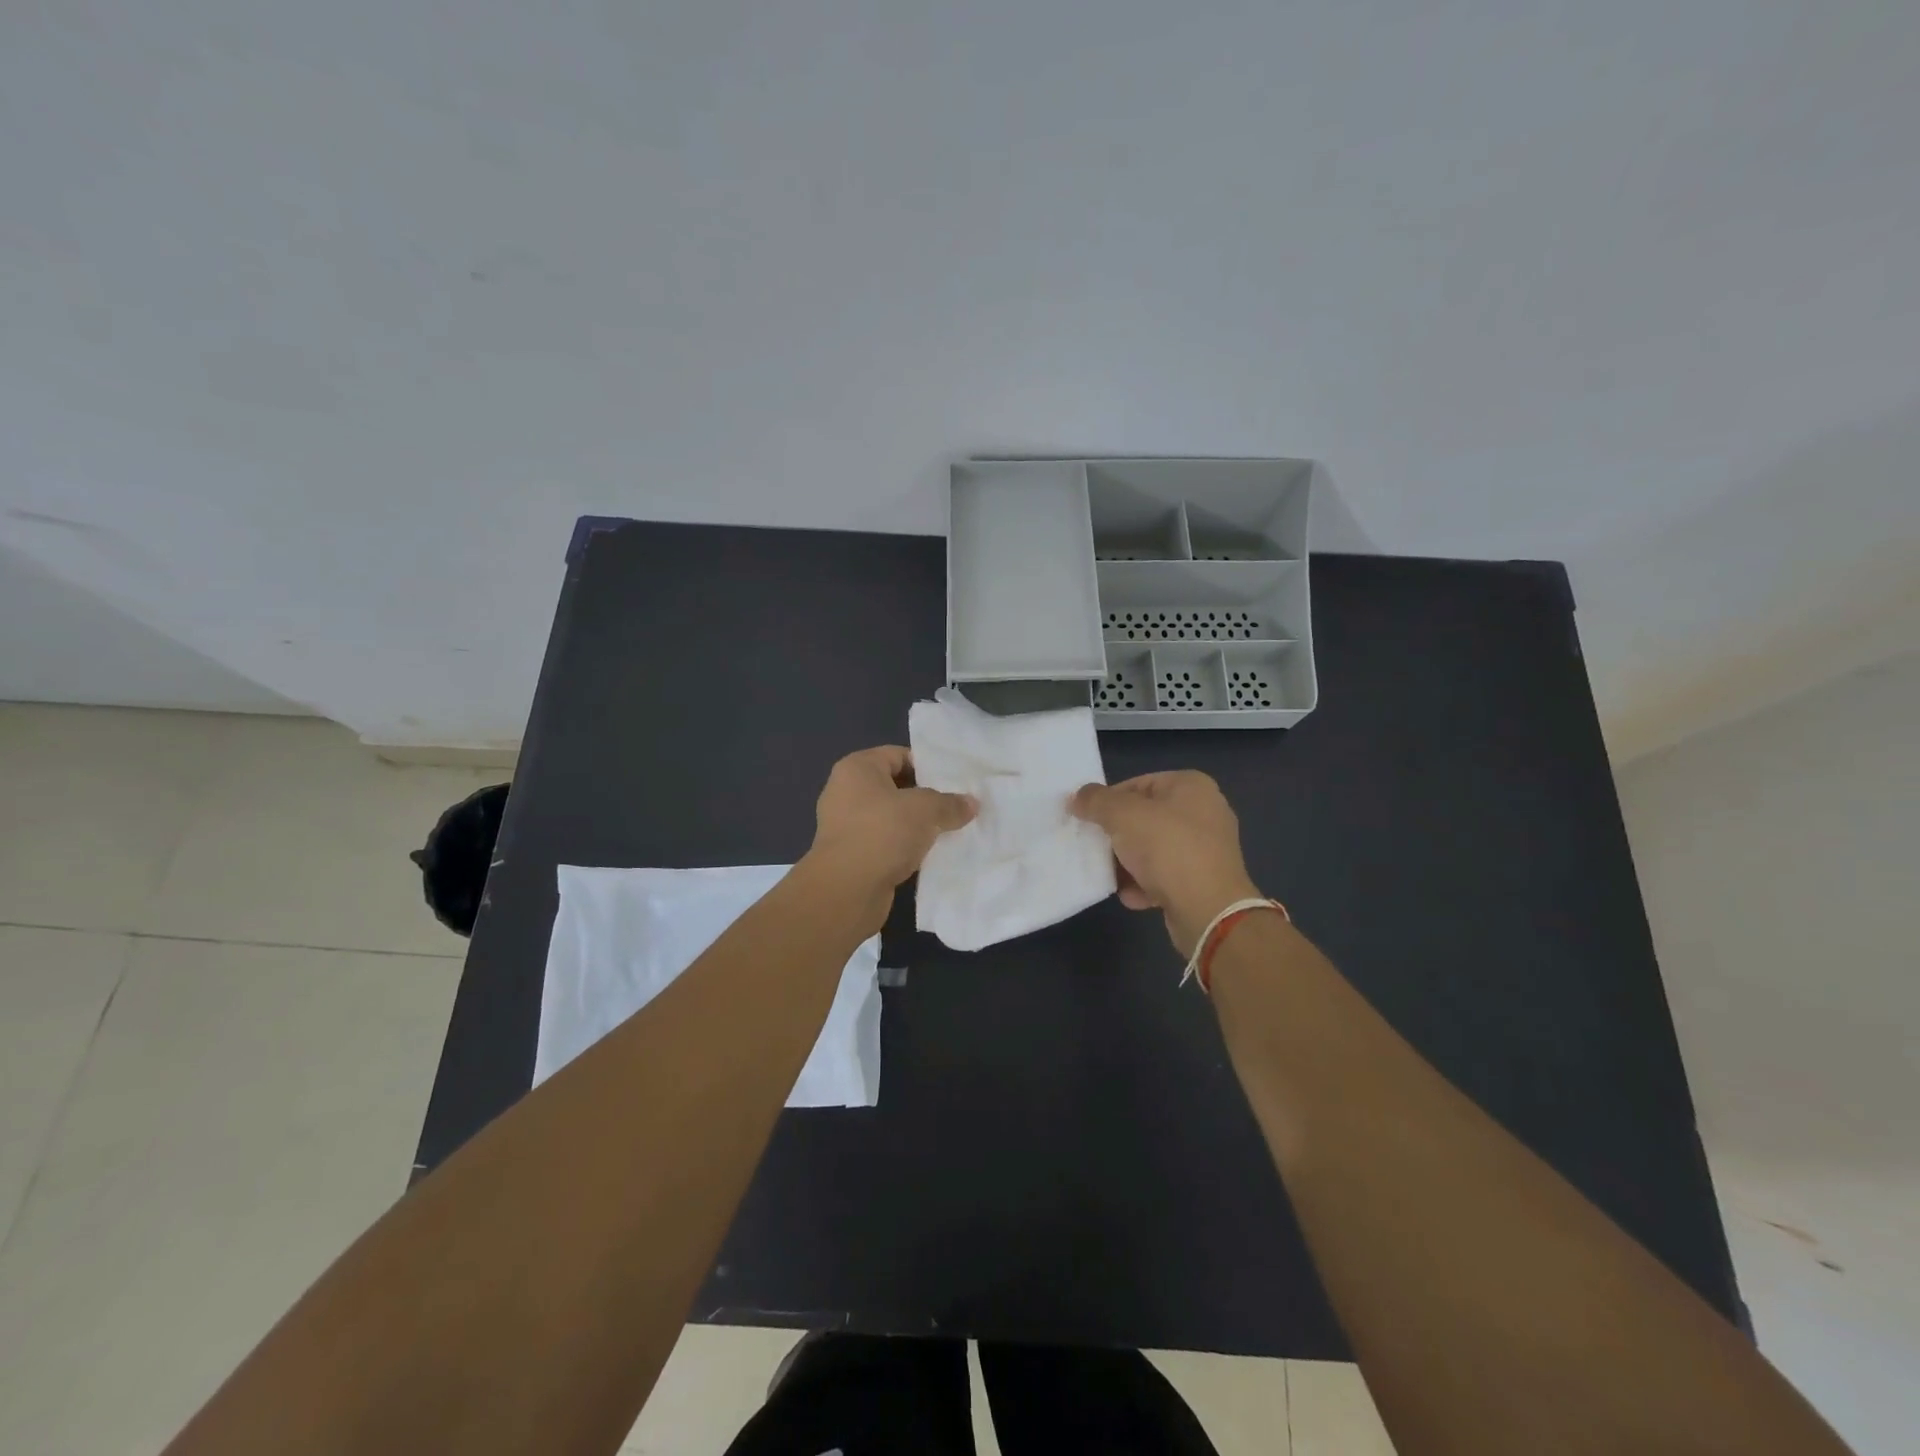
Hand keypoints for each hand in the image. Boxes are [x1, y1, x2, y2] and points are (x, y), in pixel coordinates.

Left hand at [805, 746, 975, 926]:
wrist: (847, 890)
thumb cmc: (883, 833)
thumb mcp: (926, 810)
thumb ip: (950, 803)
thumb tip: (971, 804)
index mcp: (857, 768)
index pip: (898, 755)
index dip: (927, 766)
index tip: (954, 782)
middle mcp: (845, 791)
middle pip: (894, 786)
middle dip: (925, 797)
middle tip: (955, 806)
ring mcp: (845, 825)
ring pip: (890, 817)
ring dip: (915, 825)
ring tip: (947, 830)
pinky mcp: (850, 855)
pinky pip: (884, 842)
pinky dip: (904, 846)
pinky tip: (928, 855)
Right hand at [1071, 771, 1261, 956]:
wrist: (1209, 910)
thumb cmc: (1167, 849)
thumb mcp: (1122, 815)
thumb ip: (1095, 802)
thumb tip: (1077, 798)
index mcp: (1191, 786)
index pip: (1138, 784)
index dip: (1108, 800)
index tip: (1087, 819)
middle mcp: (1204, 812)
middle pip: (1145, 818)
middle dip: (1117, 834)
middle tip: (1093, 846)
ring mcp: (1206, 849)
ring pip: (1153, 849)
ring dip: (1127, 862)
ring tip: (1107, 874)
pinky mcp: (1204, 881)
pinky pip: (1165, 876)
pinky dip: (1145, 884)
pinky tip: (1130, 895)